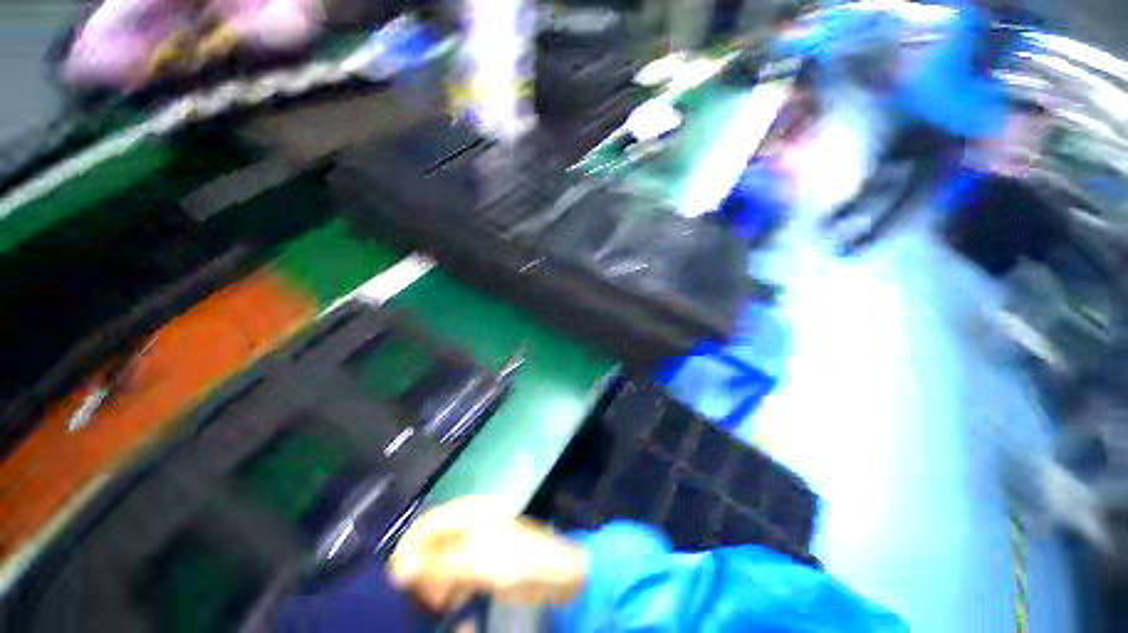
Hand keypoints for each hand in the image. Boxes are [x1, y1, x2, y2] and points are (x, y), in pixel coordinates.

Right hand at [388, 497, 587, 611]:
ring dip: (435, 581)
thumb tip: (397, 569)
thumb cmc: (519, 561)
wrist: (558, 574)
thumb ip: (437, 565)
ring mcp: (477, 541)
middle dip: (422, 569)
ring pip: (442, 558)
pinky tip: (456, 601)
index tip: (398, 582)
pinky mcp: (483, 559)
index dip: (408, 550)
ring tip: (440, 602)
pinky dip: (450, 586)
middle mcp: (470, 522)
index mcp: (470, 512)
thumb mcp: (477, 564)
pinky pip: (456, 570)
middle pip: (432, 542)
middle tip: (424, 597)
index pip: (426, 524)